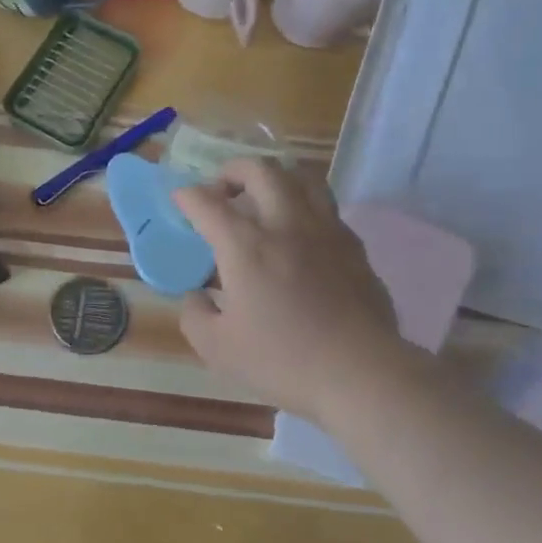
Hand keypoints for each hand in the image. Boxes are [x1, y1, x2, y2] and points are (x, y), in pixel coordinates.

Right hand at [174, 159, 402, 424]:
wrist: (360, 372)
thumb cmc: (283, 360)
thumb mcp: (218, 349)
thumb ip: (195, 315)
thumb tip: (197, 295)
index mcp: (246, 246)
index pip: (209, 204)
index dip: (188, 196)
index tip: (181, 198)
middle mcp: (286, 225)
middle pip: (260, 171)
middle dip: (233, 169)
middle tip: (222, 188)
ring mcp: (326, 231)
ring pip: (302, 178)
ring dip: (276, 177)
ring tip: (264, 195)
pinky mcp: (354, 247)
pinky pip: (327, 208)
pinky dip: (305, 206)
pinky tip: (300, 232)